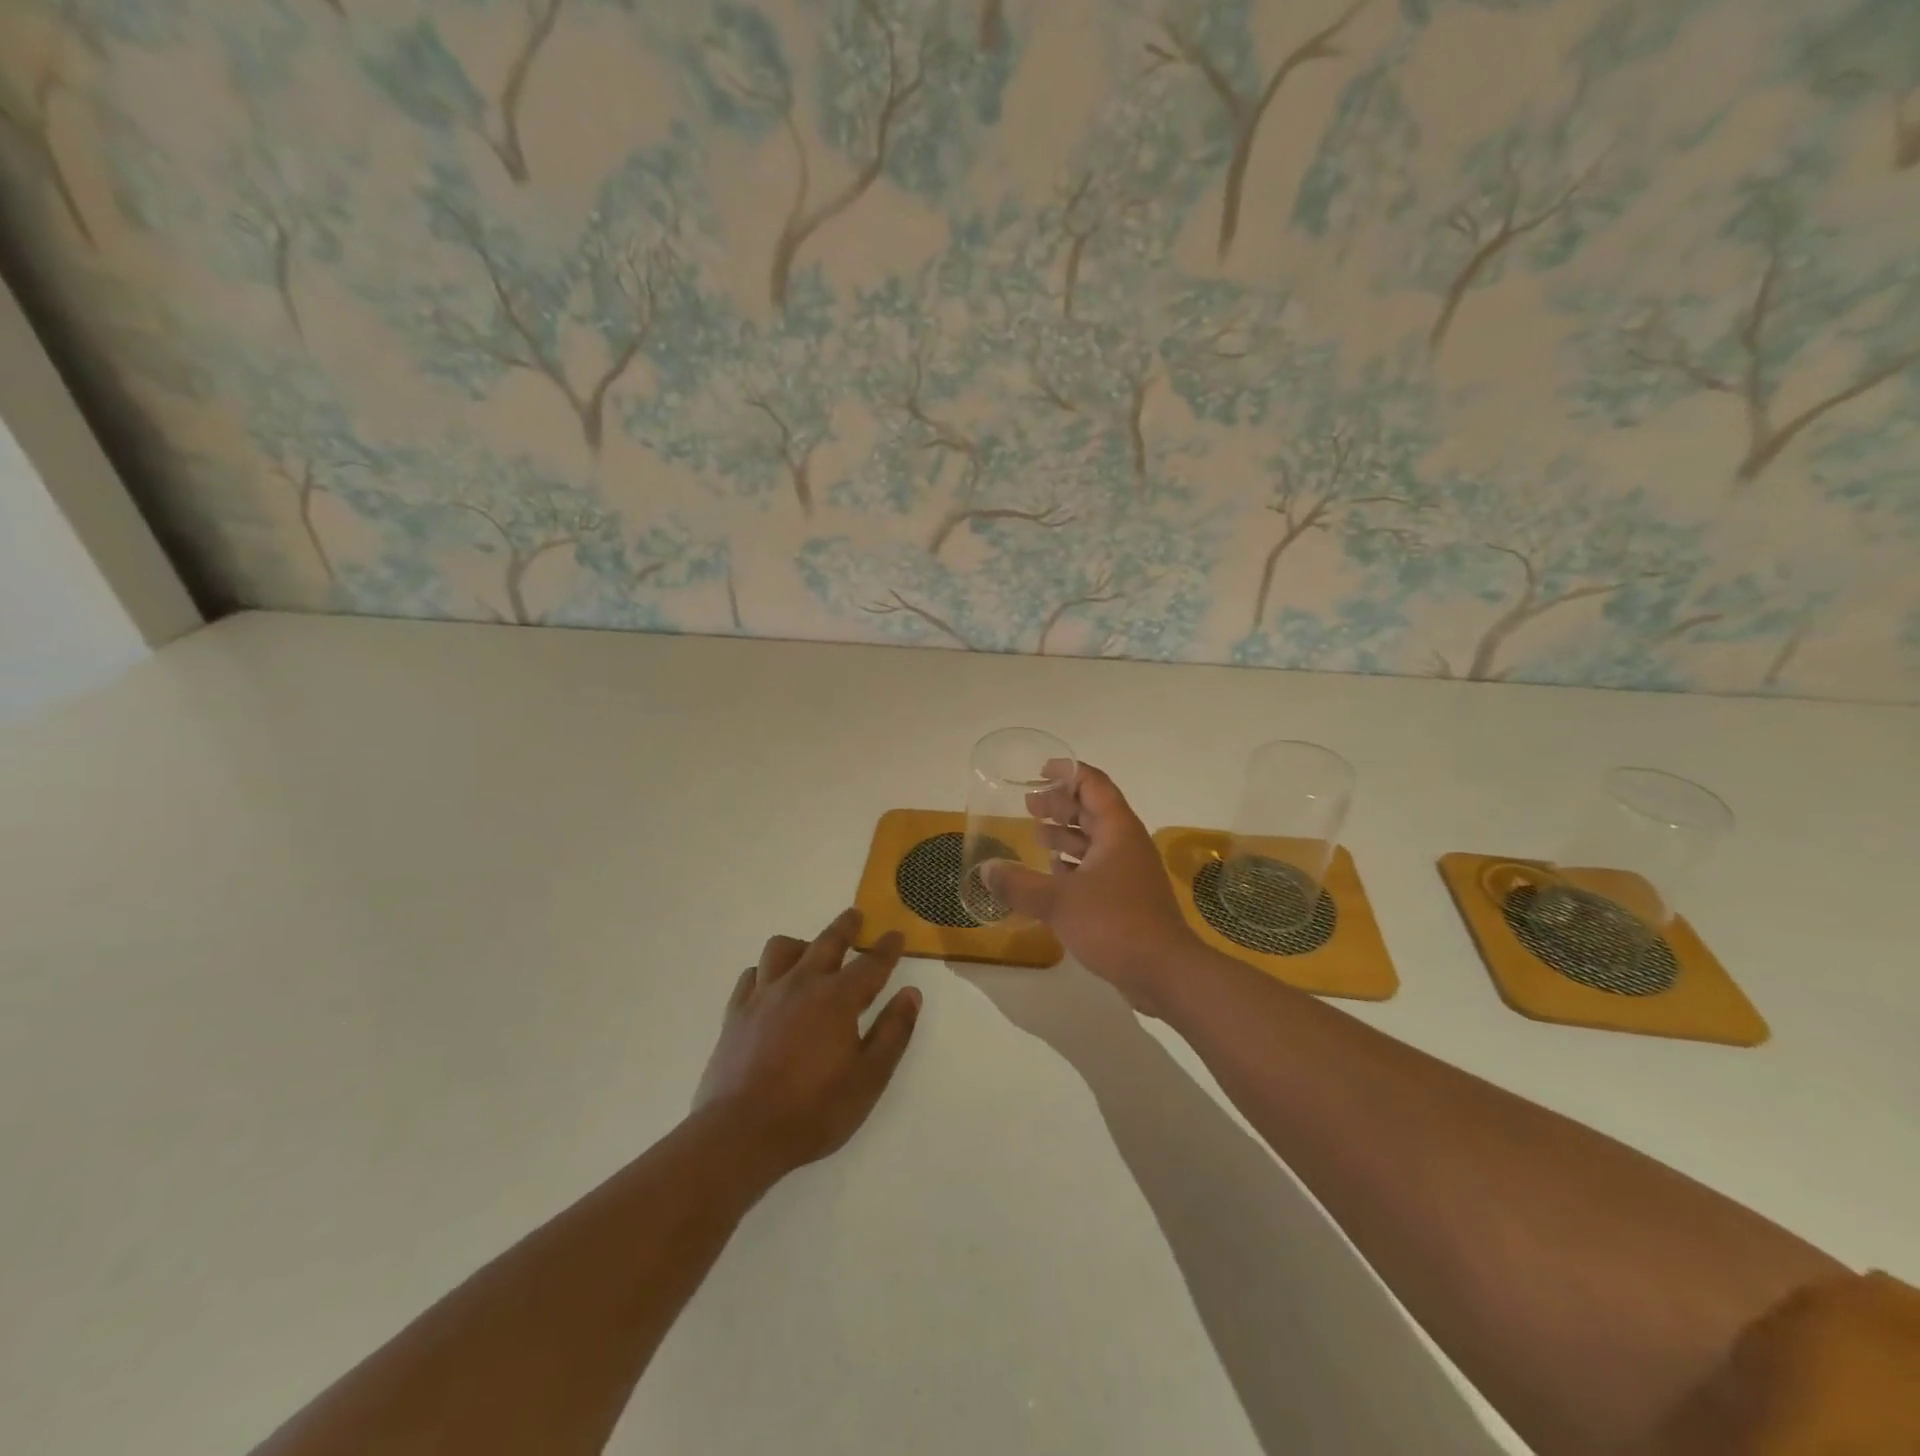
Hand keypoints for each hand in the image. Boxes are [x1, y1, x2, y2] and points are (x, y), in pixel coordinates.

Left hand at [694, 909, 920, 1180]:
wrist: (741, 1133)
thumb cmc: (814, 1110)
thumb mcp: (869, 1078)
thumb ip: (893, 1032)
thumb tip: (911, 994)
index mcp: (837, 998)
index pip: (871, 964)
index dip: (887, 948)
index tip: (896, 935)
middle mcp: (801, 984)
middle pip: (827, 942)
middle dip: (846, 926)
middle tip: (855, 916)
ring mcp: (764, 995)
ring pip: (782, 949)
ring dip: (801, 944)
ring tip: (809, 952)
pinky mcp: (736, 1012)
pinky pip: (751, 975)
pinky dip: (765, 971)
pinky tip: (770, 984)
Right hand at [983, 762, 1199, 1014]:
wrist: (1165, 972)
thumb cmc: (1115, 924)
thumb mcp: (1059, 902)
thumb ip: (1019, 884)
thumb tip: (985, 870)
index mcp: (1116, 830)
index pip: (1093, 784)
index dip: (1067, 772)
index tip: (1040, 771)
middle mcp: (1126, 843)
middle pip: (1093, 810)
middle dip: (1061, 804)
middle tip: (1029, 804)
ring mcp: (1129, 871)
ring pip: (1095, 840)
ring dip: (1066, 834)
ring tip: (1037, 833)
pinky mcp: (1127, 897)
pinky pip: (1097, 867)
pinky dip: (1074, 864)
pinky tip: (1053, 872)